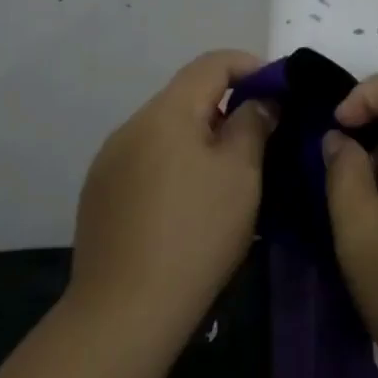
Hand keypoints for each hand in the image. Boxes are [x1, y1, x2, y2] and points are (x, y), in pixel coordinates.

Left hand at [70, 49, 274, 347]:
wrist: (123, 314)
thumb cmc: (196, 233)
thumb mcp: (242, 173)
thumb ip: (253, 123)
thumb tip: (259, 101)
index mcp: (167, 112)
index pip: (212, 63)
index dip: (250, 66)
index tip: (278, 91)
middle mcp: (132, 125)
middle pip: (187, 95)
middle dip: (227, 105)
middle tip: (260, 135)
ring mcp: (109, 161)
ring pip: (166, 129)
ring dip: (199, 136)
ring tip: (227, 172)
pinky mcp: (99, 195)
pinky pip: (146, 159)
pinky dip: (174, 163)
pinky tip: (188, 202)